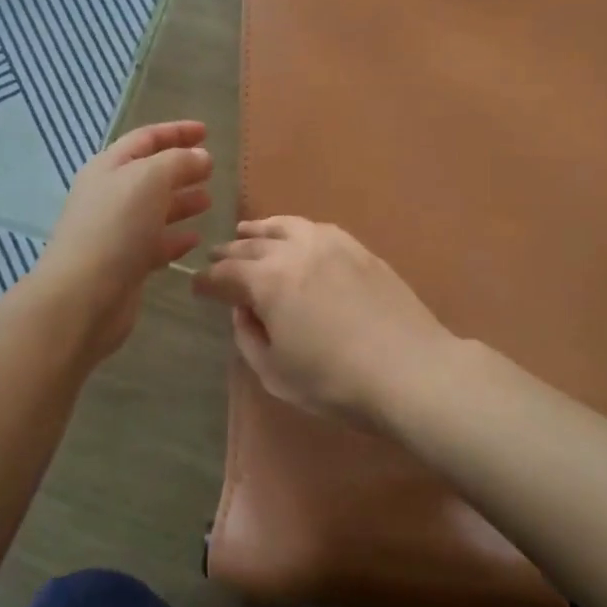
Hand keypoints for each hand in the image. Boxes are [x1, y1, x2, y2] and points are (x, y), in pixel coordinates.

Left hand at [36, 121, 212, 362]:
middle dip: (181, 167)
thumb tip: (201, 157)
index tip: (206, 132)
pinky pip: (154, 243)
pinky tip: (195, 239)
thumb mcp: (149, 179)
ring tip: (209, 201)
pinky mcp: (125, 264)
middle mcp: (110, 195)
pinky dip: (175, 238)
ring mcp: (116, 231)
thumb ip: (178, 162)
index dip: (176, 131)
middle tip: (212, 168)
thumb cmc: (115, 227)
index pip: (146, 139)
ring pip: (154, 209)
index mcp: (109, 167)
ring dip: (181, 202)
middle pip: (150, 173)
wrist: (83, 296)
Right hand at [192, 218, 456, 426]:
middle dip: (228, 253)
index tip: (196, 287)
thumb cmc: (335, 381)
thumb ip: (249, 337)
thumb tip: (244, 310)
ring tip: (247, 231)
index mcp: (267, 281)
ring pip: (284, 226)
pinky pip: (316, 228)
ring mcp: (330, 244)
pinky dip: (295, 229)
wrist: (410, 370)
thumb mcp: (276, 373)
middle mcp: (294, 250)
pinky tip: (295, 236)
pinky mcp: (358, 248)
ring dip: (259, 230)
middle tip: (215, 258)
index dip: (206, 282)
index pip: (224, 274)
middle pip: (251, 245)